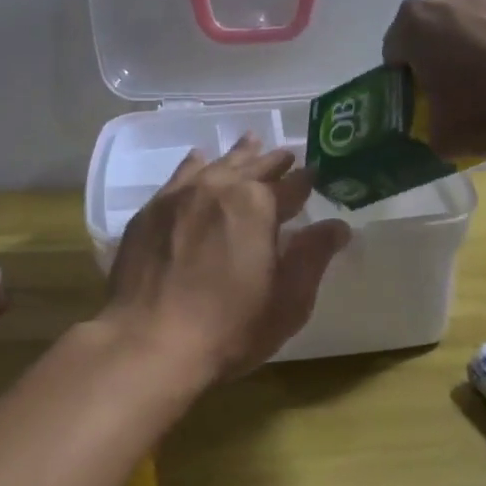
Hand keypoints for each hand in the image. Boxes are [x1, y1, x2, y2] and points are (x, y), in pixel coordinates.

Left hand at [100, 135, 351, 386]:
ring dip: (237, 155)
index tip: (315, 173)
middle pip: (253, 166)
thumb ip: (313, 256)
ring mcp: (180, 195)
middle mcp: (220, 187)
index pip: (292, 186)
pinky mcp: (151, 210)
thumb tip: (338, 226)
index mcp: (258, 205)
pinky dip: (196, 165)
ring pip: (217, 164)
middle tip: (286, 154)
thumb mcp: (287, 301)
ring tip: (250, 142)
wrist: (147, 343)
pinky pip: (180, 176)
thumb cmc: (228, 328)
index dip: (306, 180)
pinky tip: (198, 160)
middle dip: (273, 161)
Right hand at [382, 0, 485, 156]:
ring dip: (484, 38)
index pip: (395, 49)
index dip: (407, 77)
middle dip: (444, 49)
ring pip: (480, 14)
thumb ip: (429, 125)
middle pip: (437, 24)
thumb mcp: (443, 137)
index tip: (425, 98)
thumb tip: (438, 124)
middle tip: (463, 87)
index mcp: (416, 22)